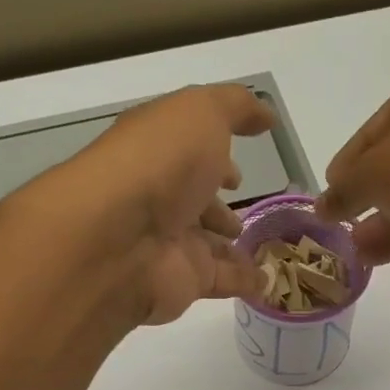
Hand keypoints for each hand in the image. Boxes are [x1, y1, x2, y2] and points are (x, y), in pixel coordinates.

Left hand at [43, 84, 275, 325]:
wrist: (121, 239)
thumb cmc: (160, 164)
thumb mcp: (201, 113)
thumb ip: (236, 108)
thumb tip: (266, 115)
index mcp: (158, 153)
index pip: (188, 155)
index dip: (215, 158)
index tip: (239, 172)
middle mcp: (160, 198)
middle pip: (194, 203)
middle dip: (219, 207)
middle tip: (249, 214)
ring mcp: (170, 243)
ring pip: (208, 245)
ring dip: (232, 247)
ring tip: (267, 249)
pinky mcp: (185, 281)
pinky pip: (222, 280)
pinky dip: (245, 281)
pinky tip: (268, 280)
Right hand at [317, 64, 389, 268]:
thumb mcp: (371, 173)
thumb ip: (343, 191)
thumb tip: (322, 207)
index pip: (375, 129)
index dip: (347, 163)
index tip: (328, 192)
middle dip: (366, 197)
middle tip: (341, 222)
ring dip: (383, 221)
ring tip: (353, 248)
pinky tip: (375, 256)